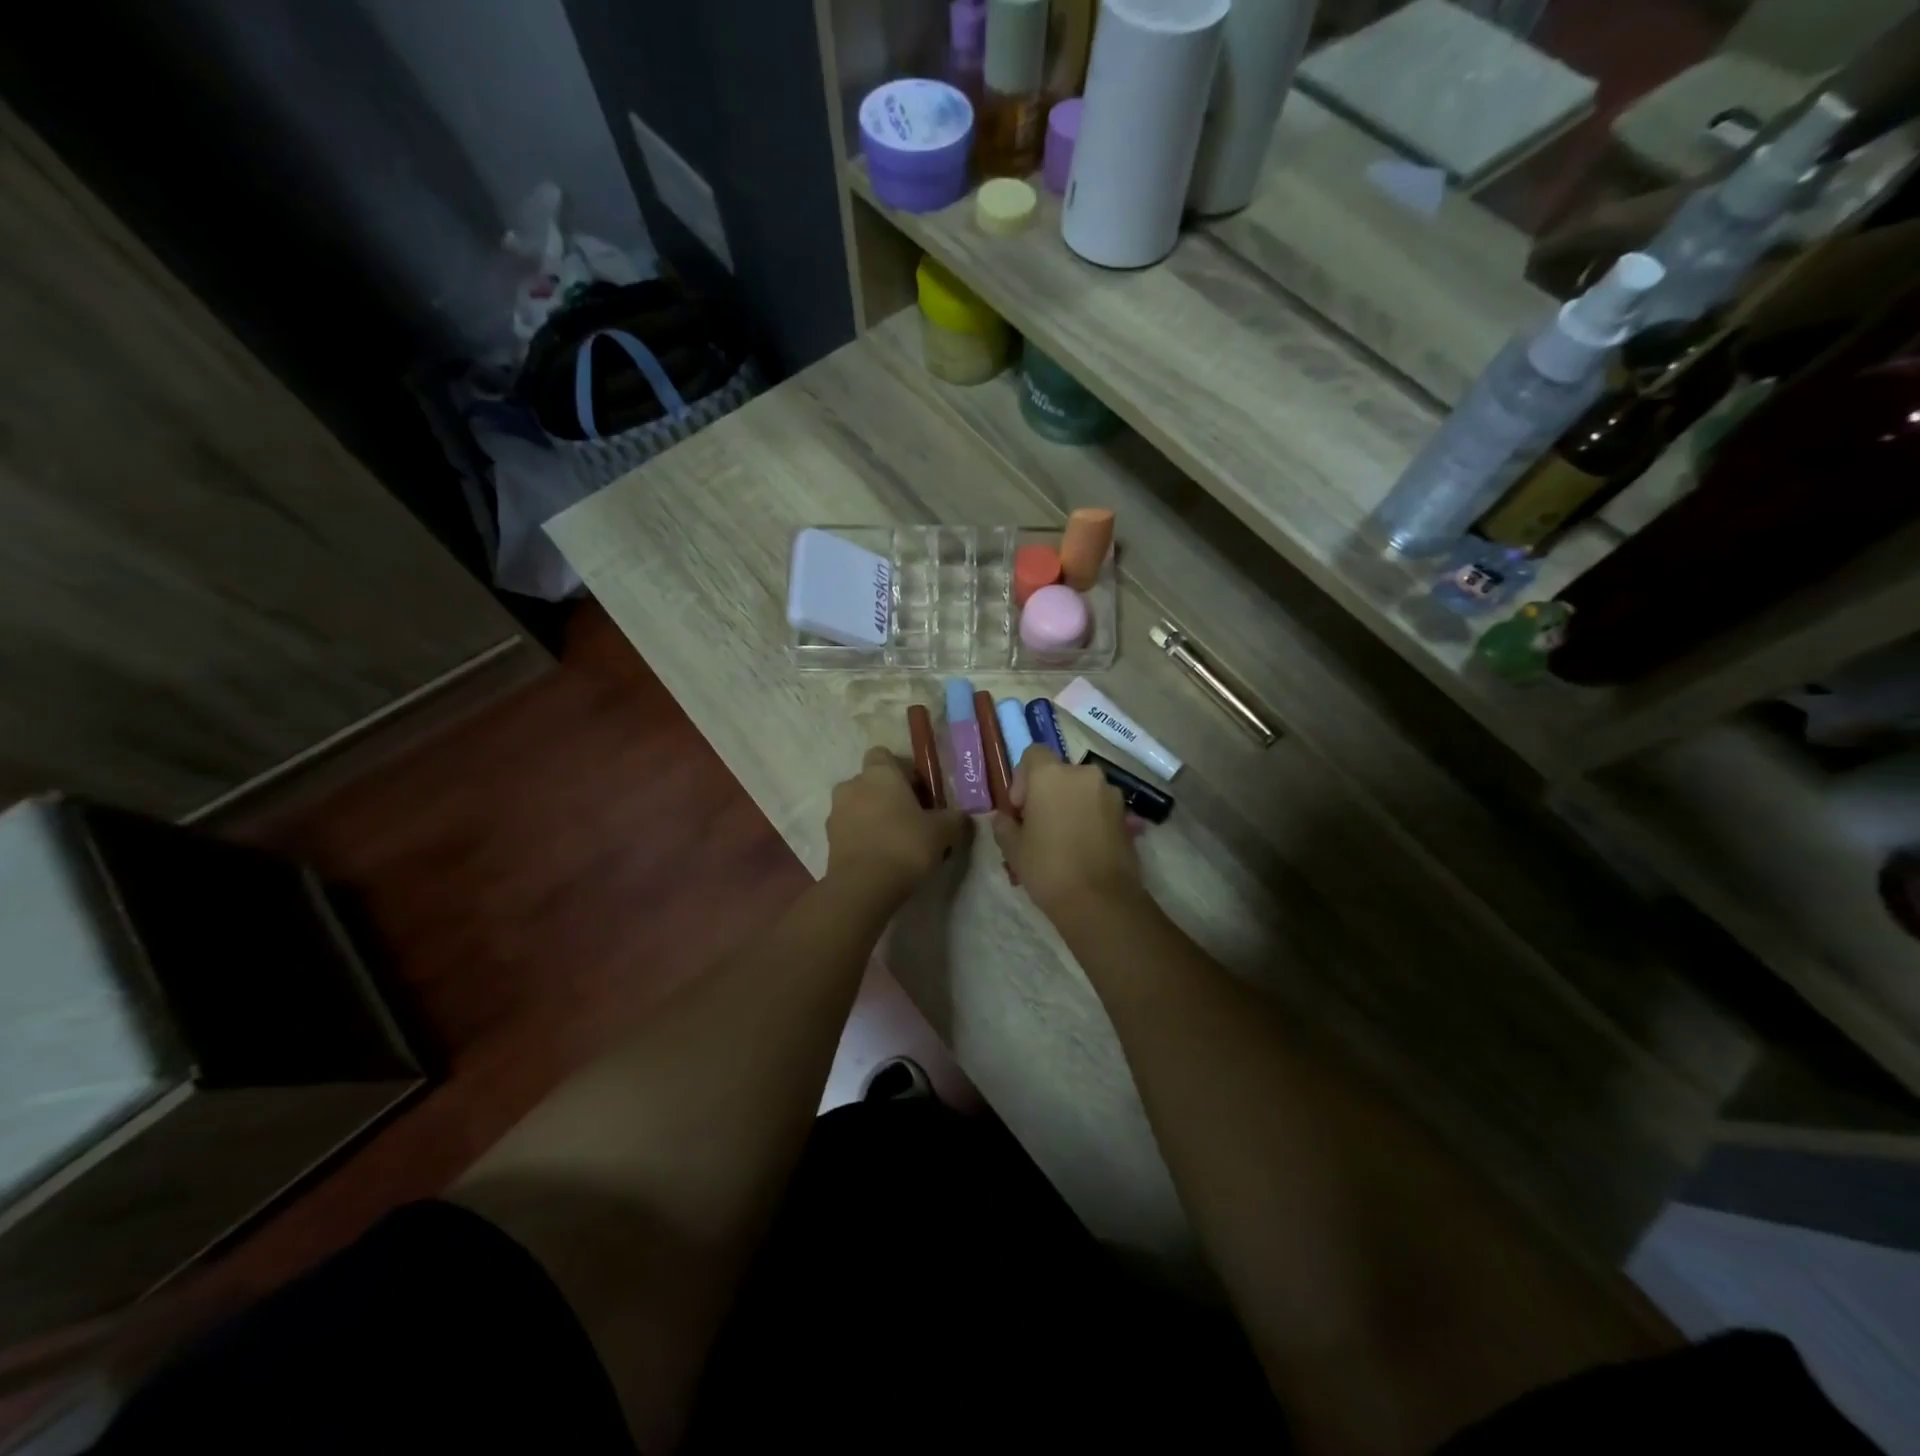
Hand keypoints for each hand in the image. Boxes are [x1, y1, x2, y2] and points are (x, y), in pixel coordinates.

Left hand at [826, 747, 969, 902]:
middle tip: (911, 819)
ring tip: (895, 842)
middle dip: (887, 796)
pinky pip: (849, 830)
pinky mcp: (828, 840)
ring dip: (873, 817)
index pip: (884, 755)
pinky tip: (880, 857)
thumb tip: (961, 817)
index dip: (901, 771)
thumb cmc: (905, 845)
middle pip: (871, 782)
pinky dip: (862, 837)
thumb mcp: (943, 831)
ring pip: (858, 806)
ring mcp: (835, 812)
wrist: (864, 886)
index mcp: (879, 773)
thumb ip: (954, 819)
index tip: (918, 792)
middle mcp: (852, 785)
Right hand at [993, 746, 1139, 919]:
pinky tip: (1082, 848)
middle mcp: (1083, 774)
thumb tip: (1006, 817)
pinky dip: (1088, 819)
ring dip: (1069, 806)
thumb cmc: (1048, 867)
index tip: (1020, 809)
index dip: (1022, 779)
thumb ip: (1004, 824)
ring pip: (1081, 791)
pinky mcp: (1125, 815)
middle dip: (1047, 794)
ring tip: (1062, 840)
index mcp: (1051, 775)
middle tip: (1038, 826)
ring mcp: (1109, 794)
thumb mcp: (1013, 848)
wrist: (1100, 900)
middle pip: (1059, 774)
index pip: (1033, 755)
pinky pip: (1099, 807)